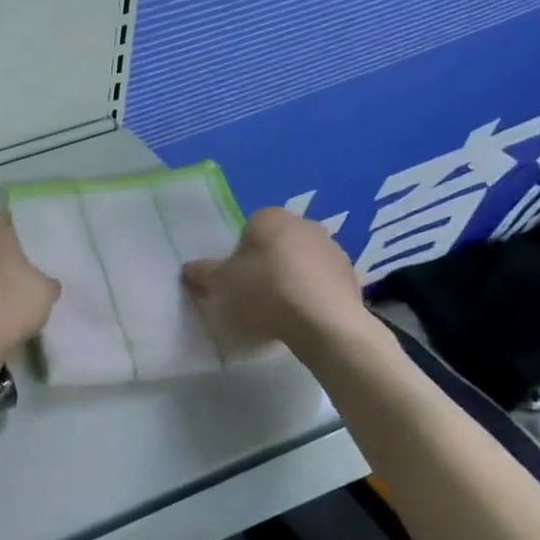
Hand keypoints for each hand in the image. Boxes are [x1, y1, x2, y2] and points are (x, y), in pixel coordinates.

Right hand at [183, 208, 368, 354]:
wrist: (322, 321)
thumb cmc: (263, 292)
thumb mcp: (219, 284)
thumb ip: (202, 273)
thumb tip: (188, 269)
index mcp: (270, 218)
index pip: (247, 231)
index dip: (237, 257)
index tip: (234, 281)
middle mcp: (304, 224)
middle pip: (275, 245)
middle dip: (264, 266)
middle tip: (252, 296)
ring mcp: (332, 250)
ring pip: (299, 264)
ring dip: (289, 281)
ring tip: (277, 312)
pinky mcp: (351, 276)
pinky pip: (320, 284)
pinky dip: (310, 296)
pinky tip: (300, 318)